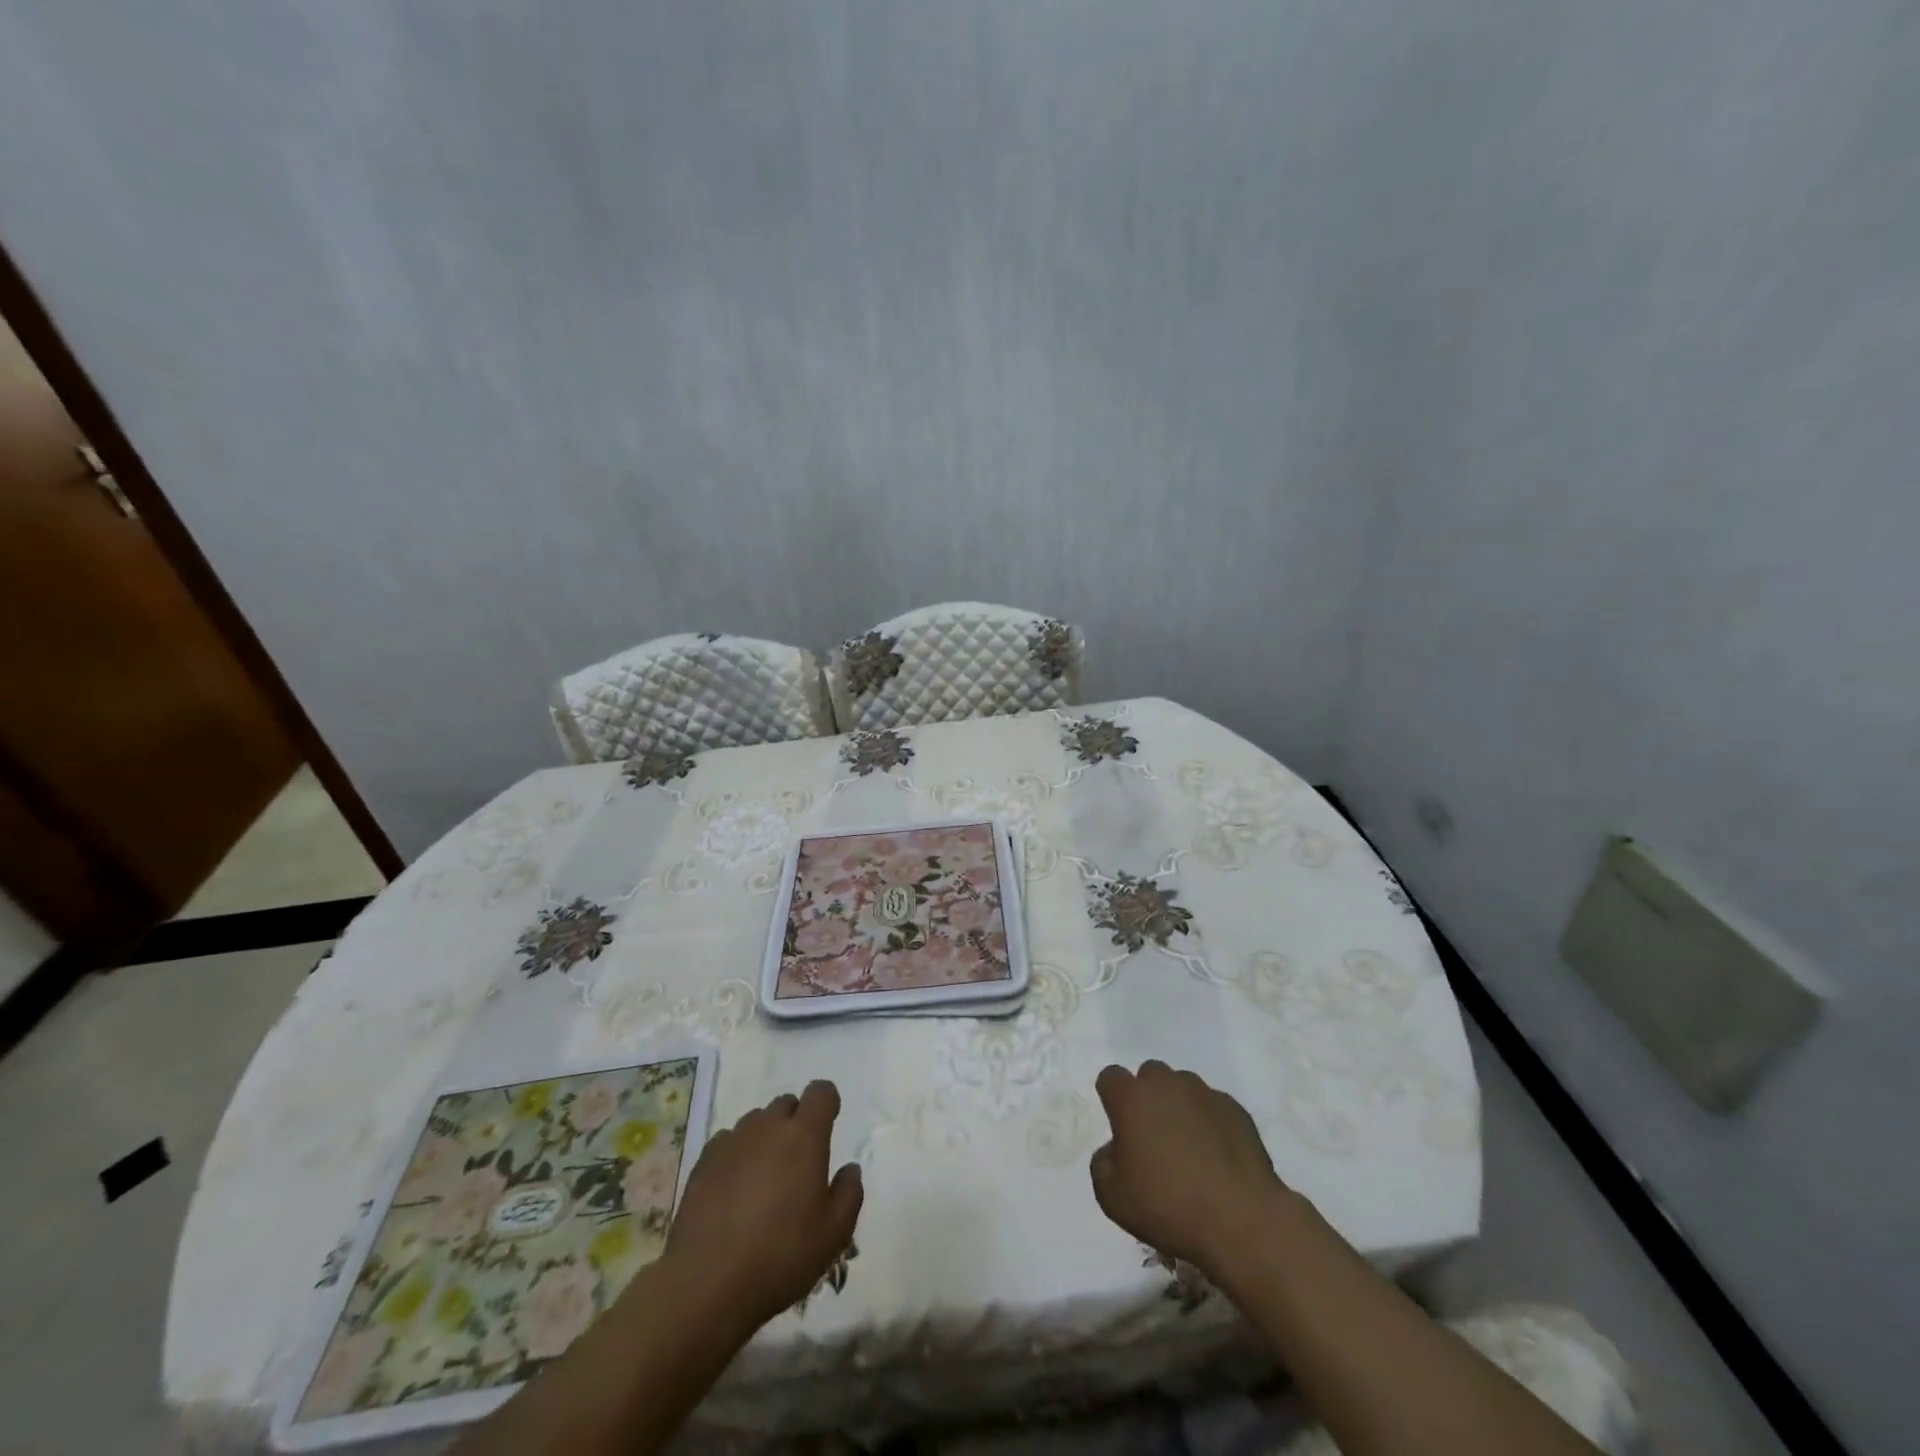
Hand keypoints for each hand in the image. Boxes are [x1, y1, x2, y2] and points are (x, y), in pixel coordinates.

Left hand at [662, 1081, 862, 1329]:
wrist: (707, 1284)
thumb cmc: (781, 1256)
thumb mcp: (834, 1234)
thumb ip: (849, 1193)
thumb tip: (849, 1169)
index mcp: (805, 1136)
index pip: (821, 1092)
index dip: (827, 1104)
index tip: (828, 1125)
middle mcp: (768, 1127)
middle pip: (786, 1104)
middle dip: (795, 1122)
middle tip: (797, 1163)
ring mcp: (732, 1141)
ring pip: (756, 1122)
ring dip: (765, 1138)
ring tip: (764, 1179)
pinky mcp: (703, 1162)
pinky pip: (727, 1142)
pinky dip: (736, 1155)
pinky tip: (733, 1190)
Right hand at [1090, 1060, 1288, 1276]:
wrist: (1240, 1220)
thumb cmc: (1168, 1206)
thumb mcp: (1112, 1197)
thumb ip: (1102, 1164)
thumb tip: (1114, 1150)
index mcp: (1132, 1098)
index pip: (1111, 1077)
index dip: (1112, 1098)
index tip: (1120, 1126)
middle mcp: (1166, 1084)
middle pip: (1150, 1075)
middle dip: (1148, 1098)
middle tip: (1153, 1137)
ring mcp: (1204, 1093)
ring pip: (1183, 1087)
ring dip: (1180, 1107)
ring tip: (1189, 1148)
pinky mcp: (1236, 1109)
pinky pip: (1213, 1107)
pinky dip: (1210, 1123)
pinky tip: (1217, 1157)